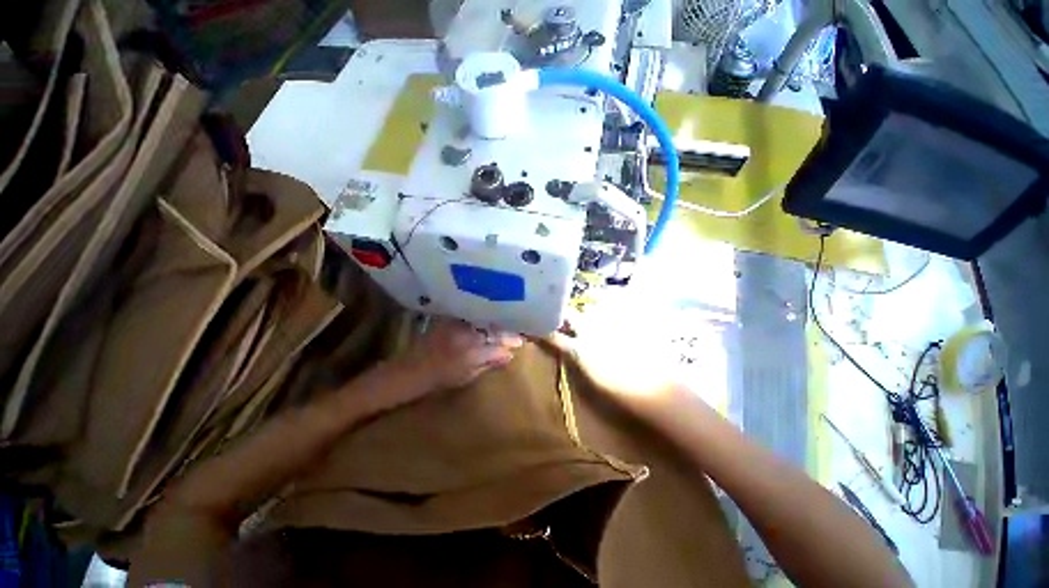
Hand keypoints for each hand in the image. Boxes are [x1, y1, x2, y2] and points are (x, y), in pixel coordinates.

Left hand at [399, 318, 522, 391]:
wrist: (412, 369)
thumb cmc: (441, 378)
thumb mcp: (467, 376)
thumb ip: (489, 363)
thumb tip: (509, 355)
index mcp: (472, 353)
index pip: (499, 345)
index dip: (511, 343)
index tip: (520, 342)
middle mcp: (467, 336)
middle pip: (493, 330)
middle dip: (507, 330)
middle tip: (517, 331)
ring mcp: (458, 326)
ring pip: (484, 321)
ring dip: (496, 322)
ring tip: (506, 322)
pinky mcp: (450, 320)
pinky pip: (471, 316)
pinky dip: (482, 318)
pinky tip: (488, 318)